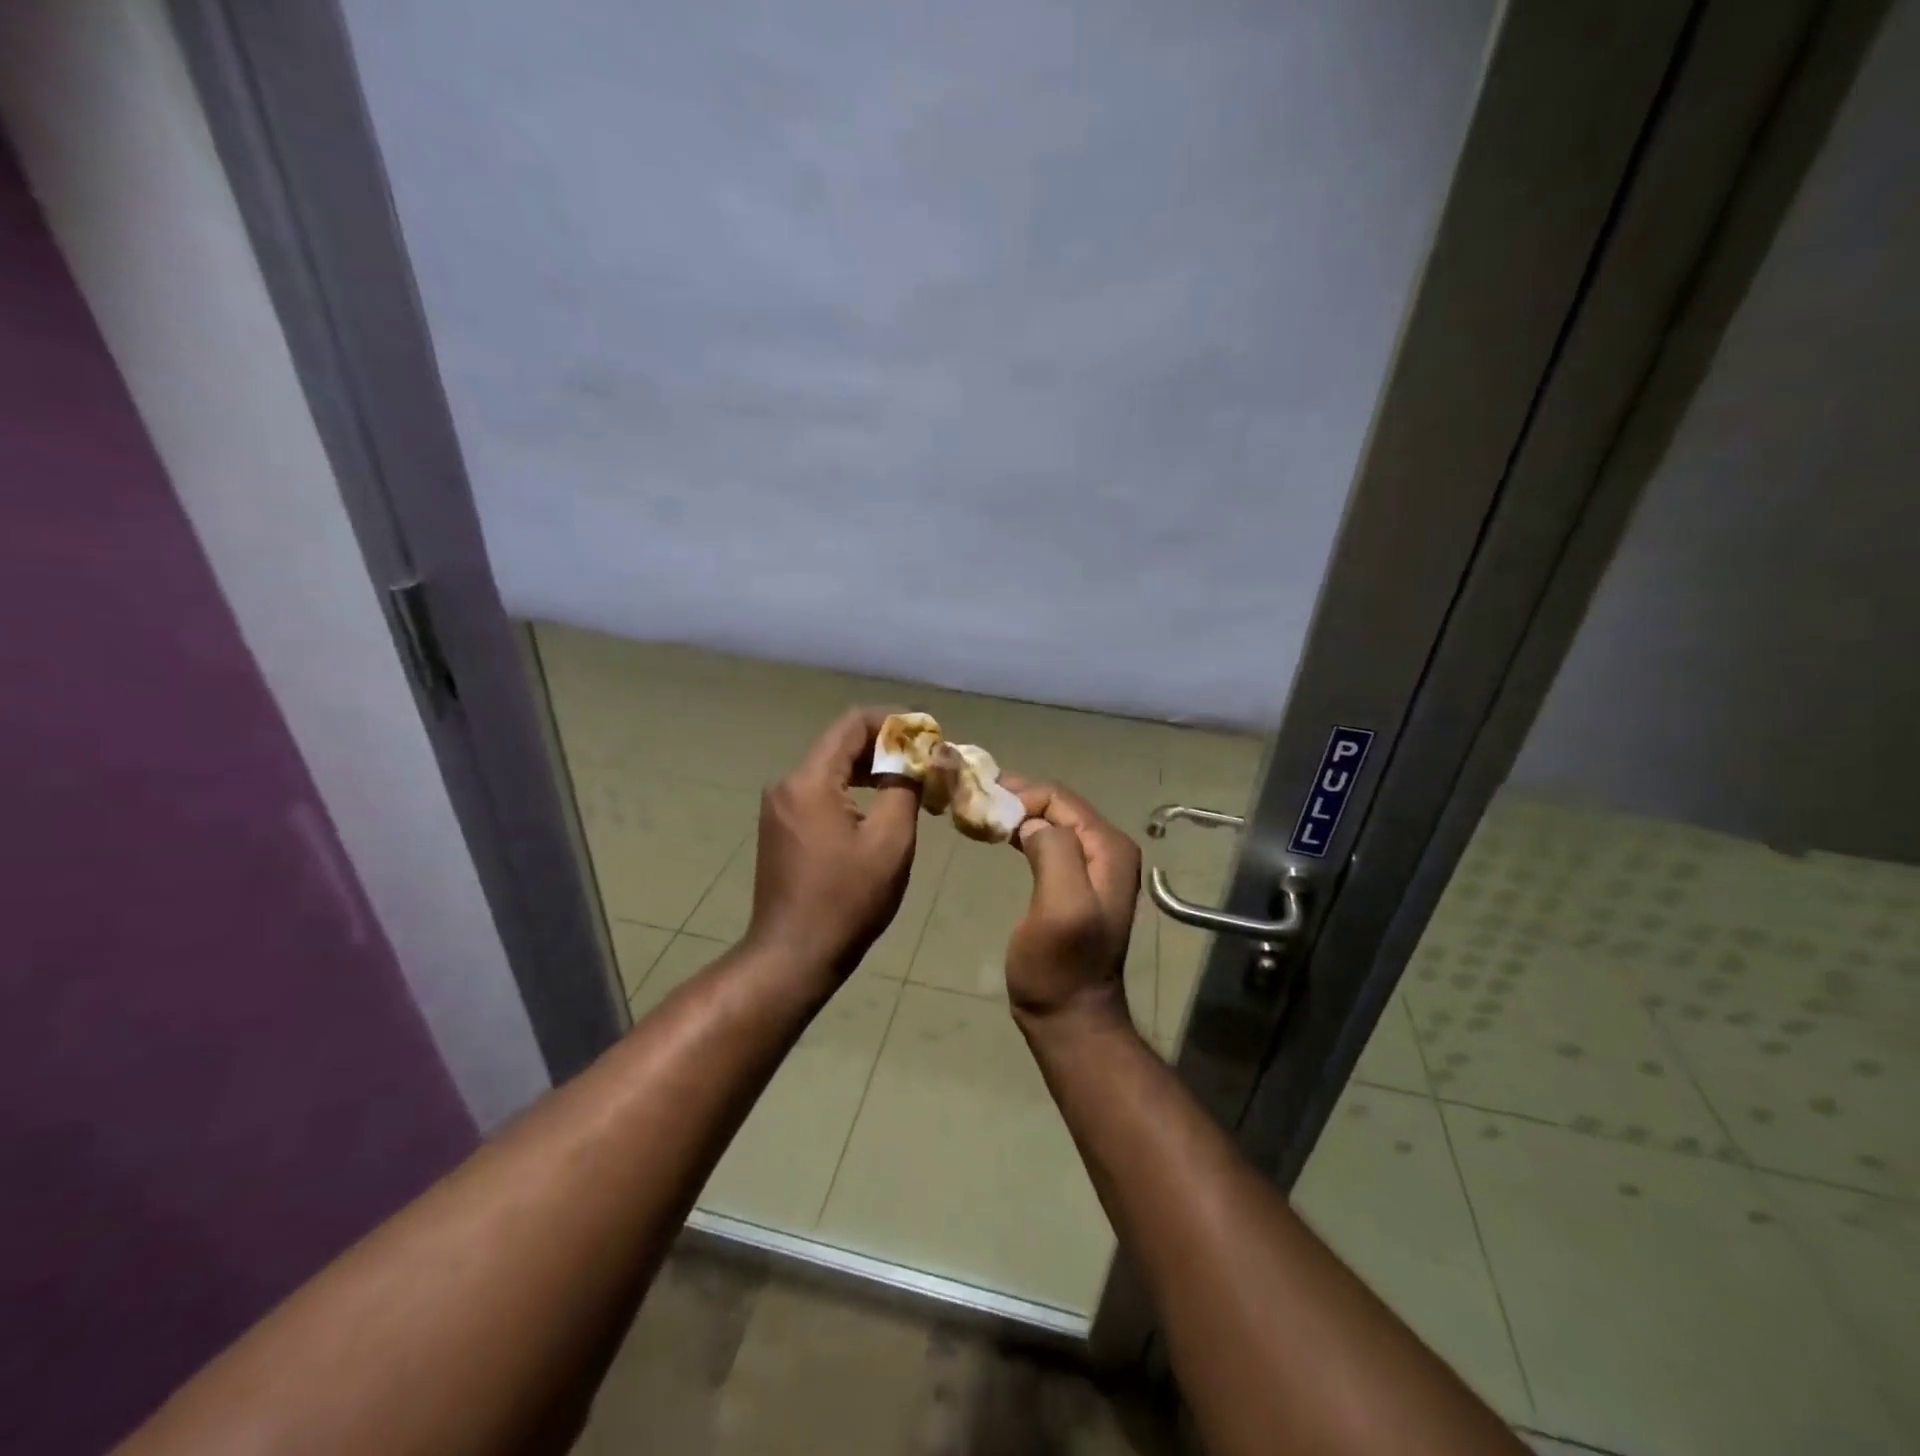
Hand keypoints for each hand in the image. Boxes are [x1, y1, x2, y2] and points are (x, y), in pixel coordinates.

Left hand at [745, 707, 920, 983]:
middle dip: (886, 746)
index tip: (929, 732)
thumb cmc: (847, 899)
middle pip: (841, 744)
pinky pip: (820, 792)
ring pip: (831, 769)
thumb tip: (919, 758)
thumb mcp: (890, 841)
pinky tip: (881, 806)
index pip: (853, 723)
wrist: (793, 955)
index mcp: (810, 781)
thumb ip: (905, 787)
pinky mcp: (781, 827)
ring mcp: (779, 807)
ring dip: (872, 769)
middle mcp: (787, 784)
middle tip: (928, 760)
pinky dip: (853, 791)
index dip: (894, 720)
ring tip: (913, 782)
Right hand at [1000, 777, 1142, 1033]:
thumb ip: (1054, 852)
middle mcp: (1107, 849)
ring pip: (1050, 821)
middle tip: (973, 798)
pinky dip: (1022, 833)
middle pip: (1057, 805)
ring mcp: (1093, 866)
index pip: (1060, 798)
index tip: (980, 802)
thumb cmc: (1060, 965)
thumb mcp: (1061, 906)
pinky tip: (999, 834)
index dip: (1020, 794)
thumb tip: (1031, 823)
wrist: (1070, 1016)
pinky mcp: (1076, 881)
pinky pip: (1048, 842)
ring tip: (980, 812)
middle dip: (1017, 798)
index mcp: (1108, 848)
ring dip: (1017, 813)